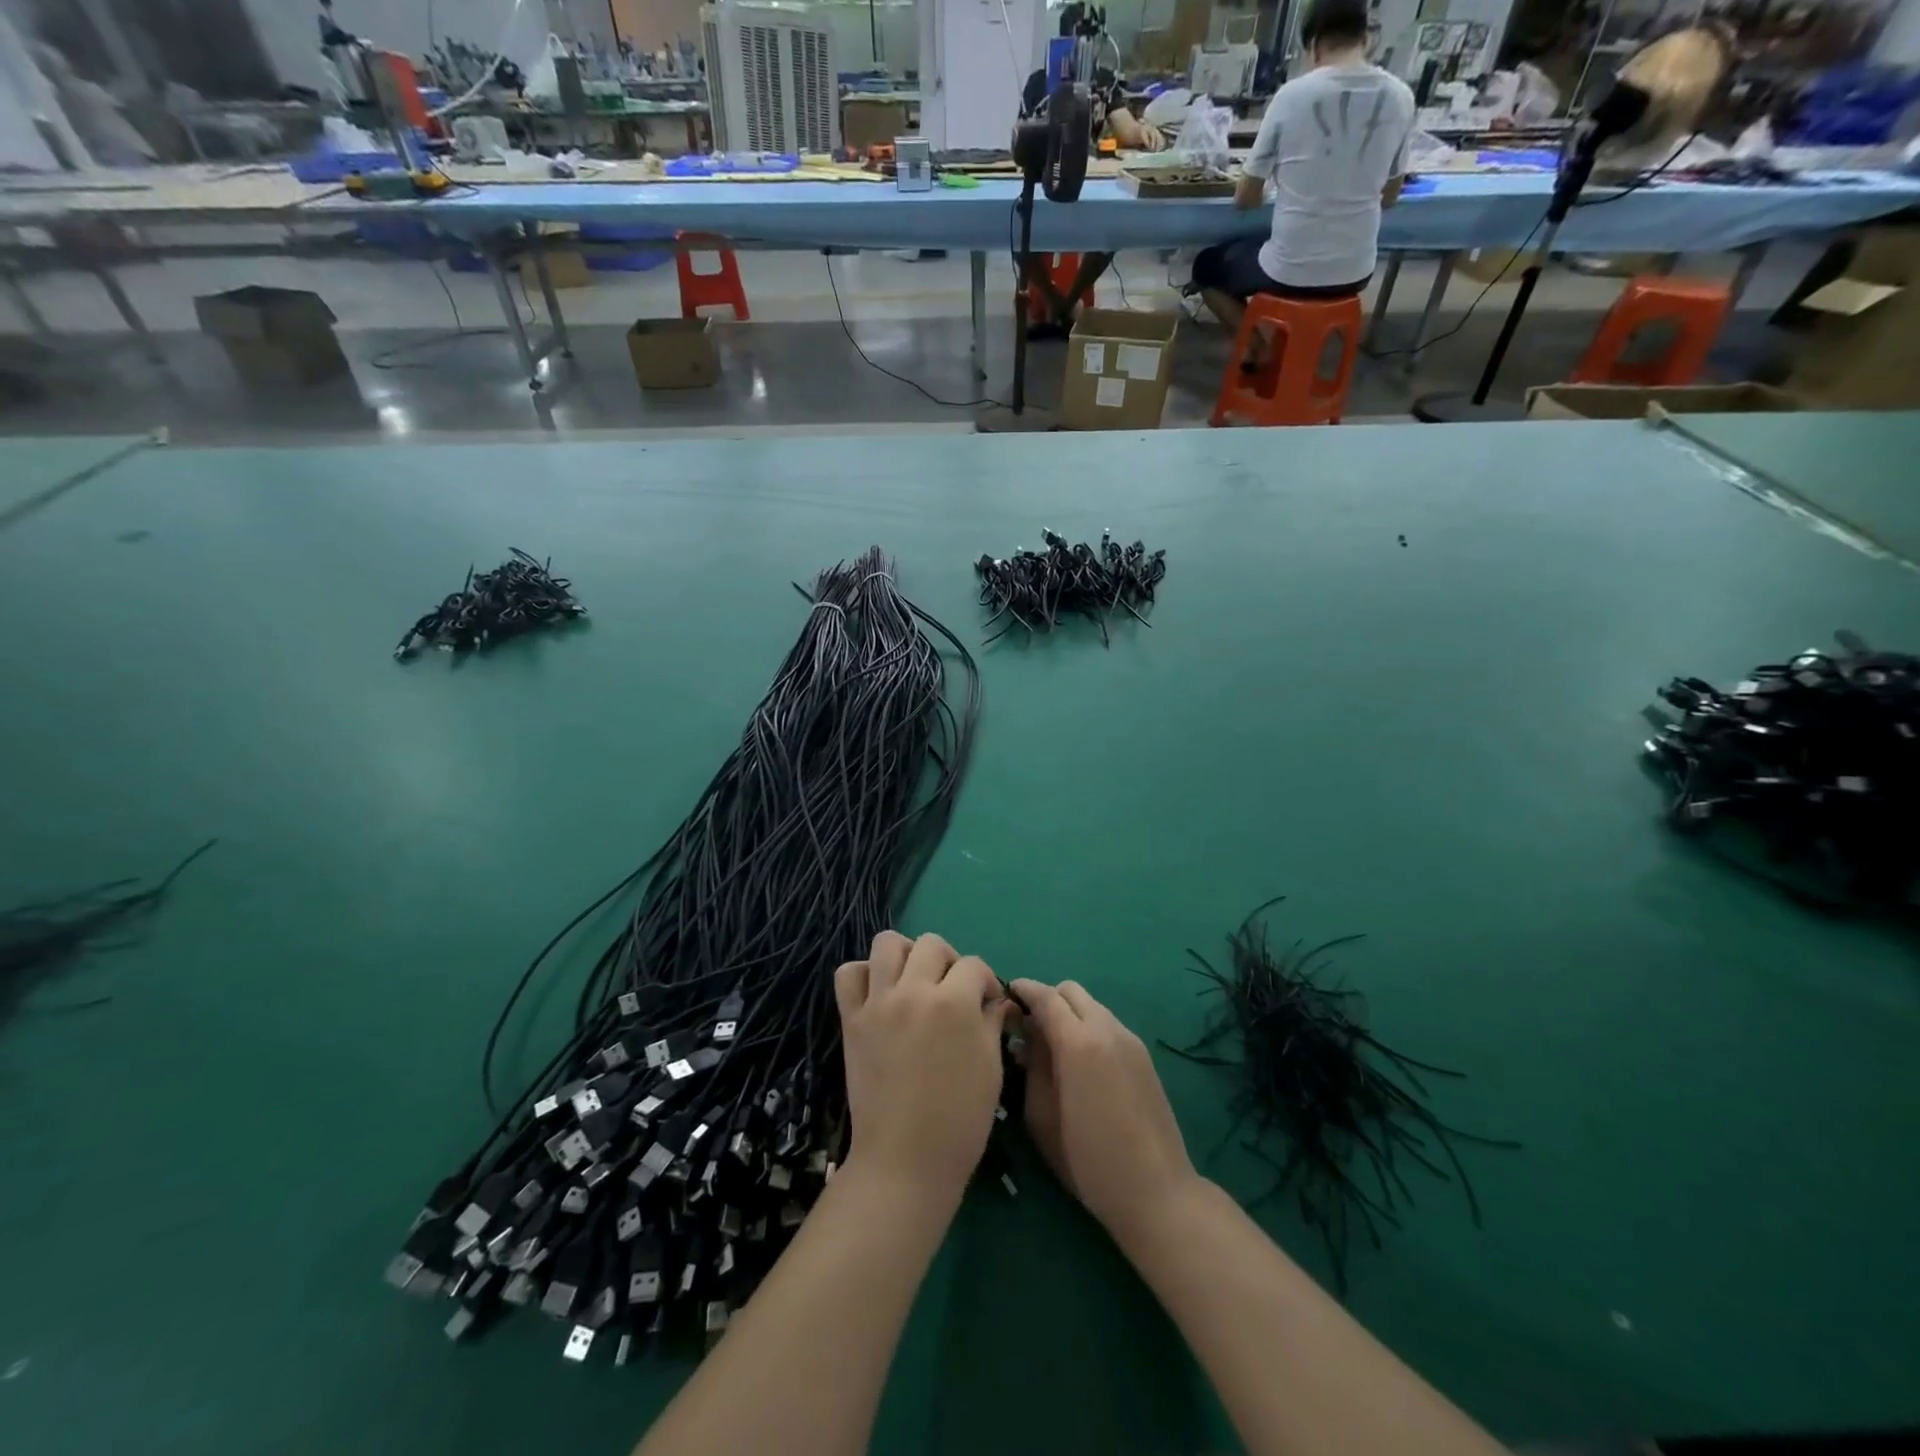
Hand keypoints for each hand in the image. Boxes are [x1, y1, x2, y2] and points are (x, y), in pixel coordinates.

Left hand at [835, 932, 1011, 1205]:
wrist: (906, 1161)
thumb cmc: (960, 1121)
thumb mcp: (990, 1068)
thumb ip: (992, 1023)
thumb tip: (996, 999)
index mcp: (954, 1003)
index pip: (973, 965)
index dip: (986, 980)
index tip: (987, 1002)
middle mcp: (914, 991)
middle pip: (931, 944)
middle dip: (949, 961)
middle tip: (952, 990)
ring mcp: (879, 1003)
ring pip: (887, 944)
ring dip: (906, 955)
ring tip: (914, 981)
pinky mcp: (852, 1020)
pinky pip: (849, 974)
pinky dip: (864, 974)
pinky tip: (880, 993)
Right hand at [1011, 979, 1198, 1245]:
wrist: (1156, 1191)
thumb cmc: (1089, 1160)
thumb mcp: (1042, 1118)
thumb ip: (1031, 1067)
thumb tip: (1025, 1037)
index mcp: (1078, 1042)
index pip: (1046, 996)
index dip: (1024, 990)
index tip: (1006, 994)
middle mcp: (1107, 1029)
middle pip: (1071, 991)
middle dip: (1047, 999)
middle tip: (1029, 1028)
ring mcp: (1130, 1040)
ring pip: (1092, 1006)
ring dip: (1069, 1014)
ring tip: (1054, 1048)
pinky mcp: (1144, 1056)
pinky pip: (1108, 1024)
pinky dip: (1088, 1028)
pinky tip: (1082, 1064)